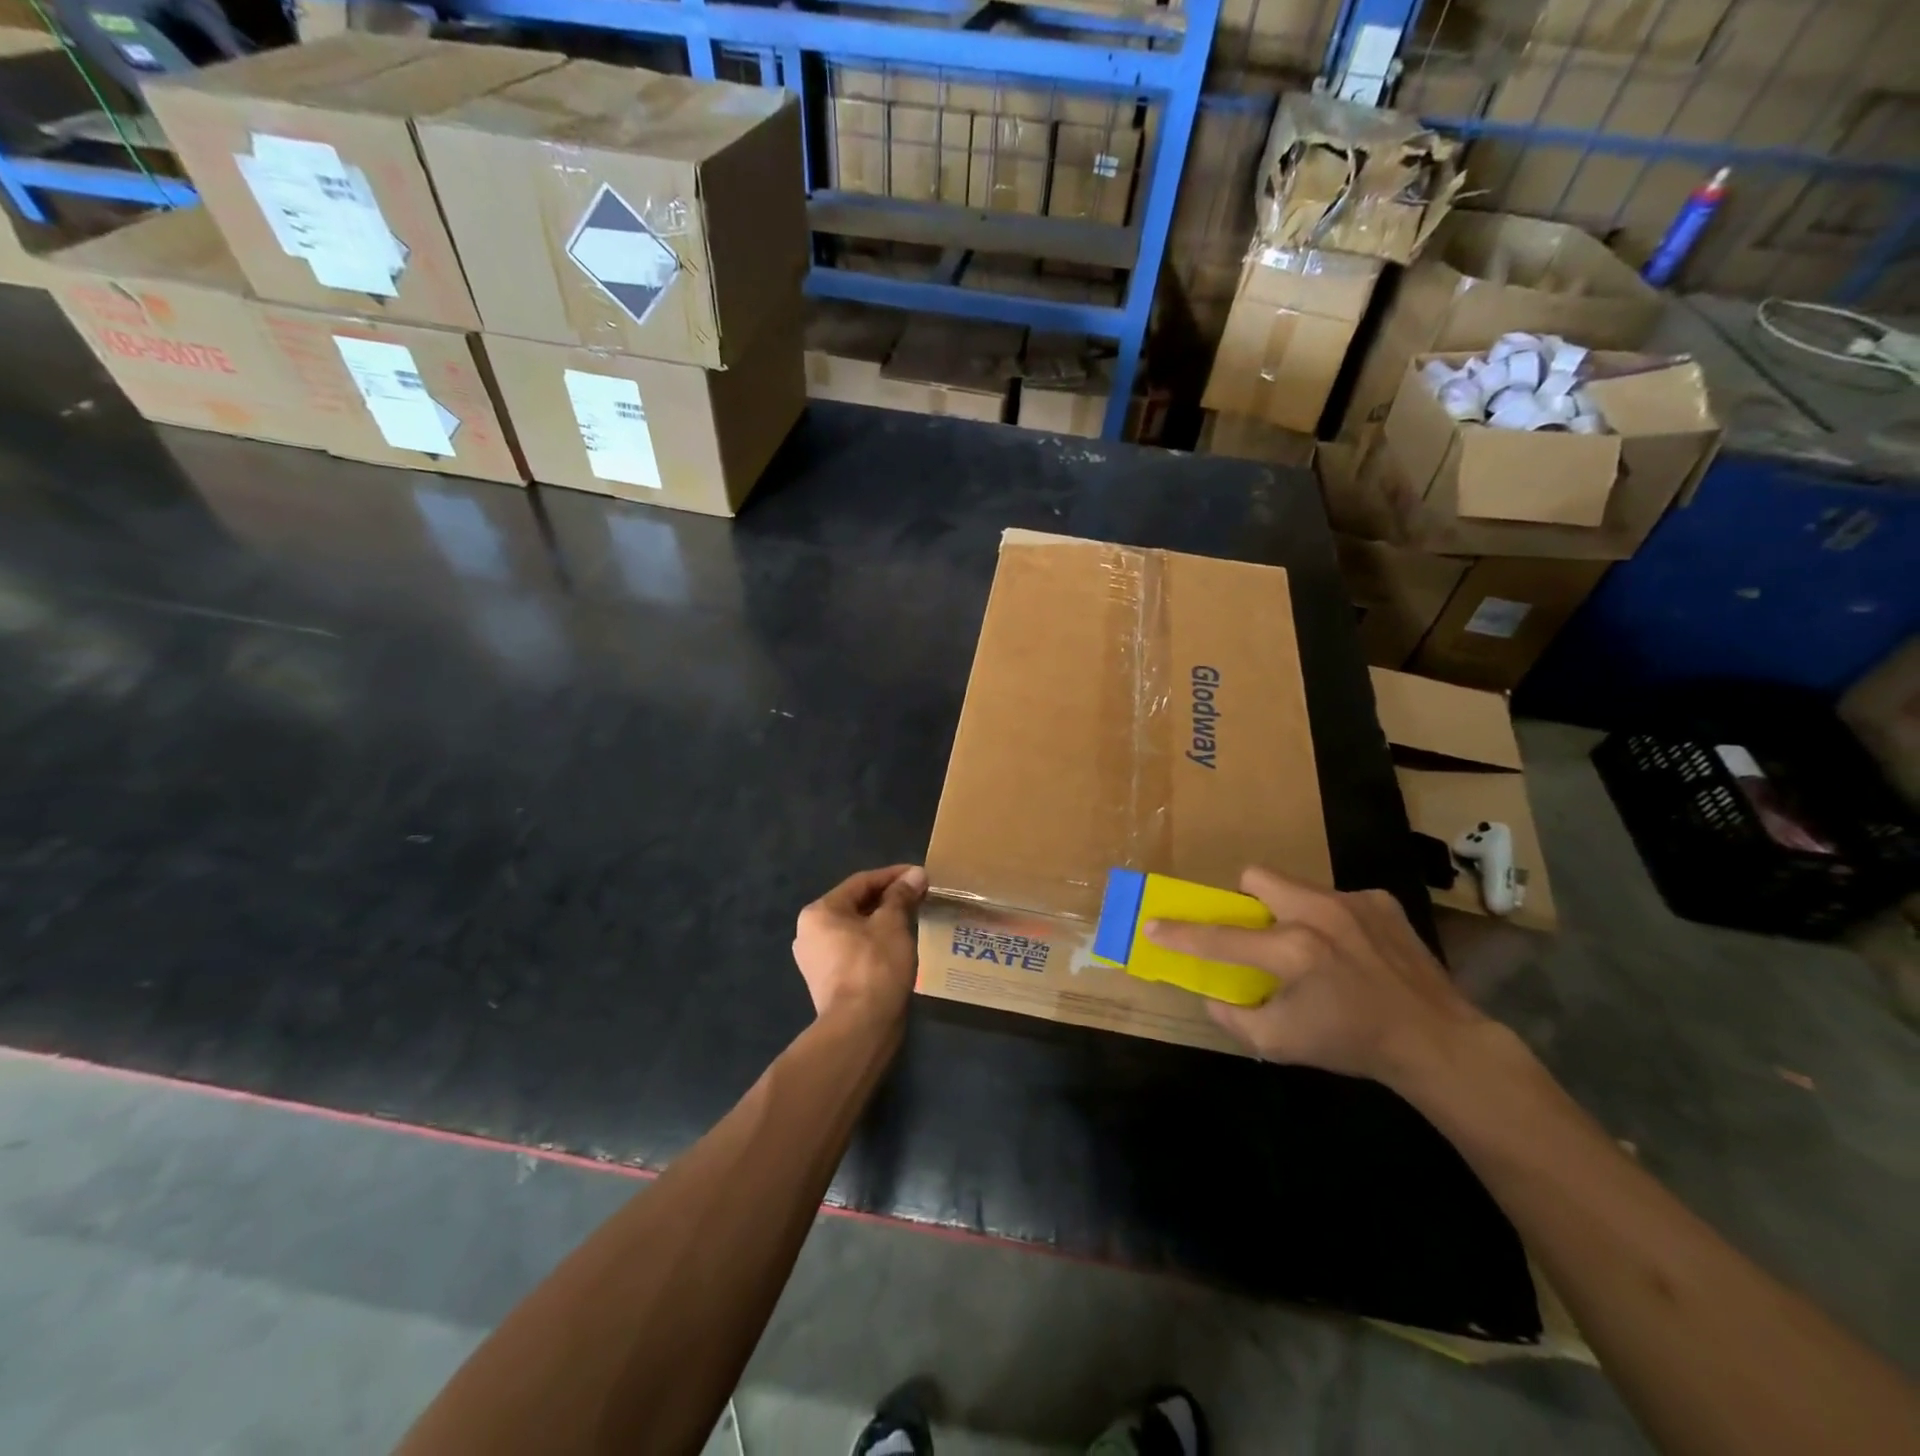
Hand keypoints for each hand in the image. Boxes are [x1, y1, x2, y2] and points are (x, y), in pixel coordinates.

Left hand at [793, 865, 926, 1022]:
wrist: (859, 1028)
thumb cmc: (875, 966)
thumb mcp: (892, 924)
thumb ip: (901, 896)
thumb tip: (915, 874)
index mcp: (819, 912)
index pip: (861, 882)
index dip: (893, 876)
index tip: (919, 875)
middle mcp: (809, 932)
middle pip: (855, 905)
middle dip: (888, 899)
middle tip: (918, 896)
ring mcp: (815, 960)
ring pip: (854, 929)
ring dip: (882, 922)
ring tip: (911, 919)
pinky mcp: (827, 982)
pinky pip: (853, 951)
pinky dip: (874, 943)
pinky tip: (896, 946)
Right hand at [1145, 866, 1487, 1087]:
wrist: (1438, 1041)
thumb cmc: (1353, 1044)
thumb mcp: (1281, 1044)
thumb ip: (1233, 1018)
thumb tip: (1211, 995)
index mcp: (1293, 950)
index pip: (1220, 937)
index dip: (1180, 933)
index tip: (1152, 924)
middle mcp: (1319, 913)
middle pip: (1256, 877)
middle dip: (1245, 900)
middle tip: (1257, 933)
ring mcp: (1353, 901)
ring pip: (1296, 886)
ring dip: (1289, 911)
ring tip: (1312, 948)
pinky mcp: (1381, 901)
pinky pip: (1336, 898)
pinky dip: (1331, 920)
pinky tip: (1351, 951)